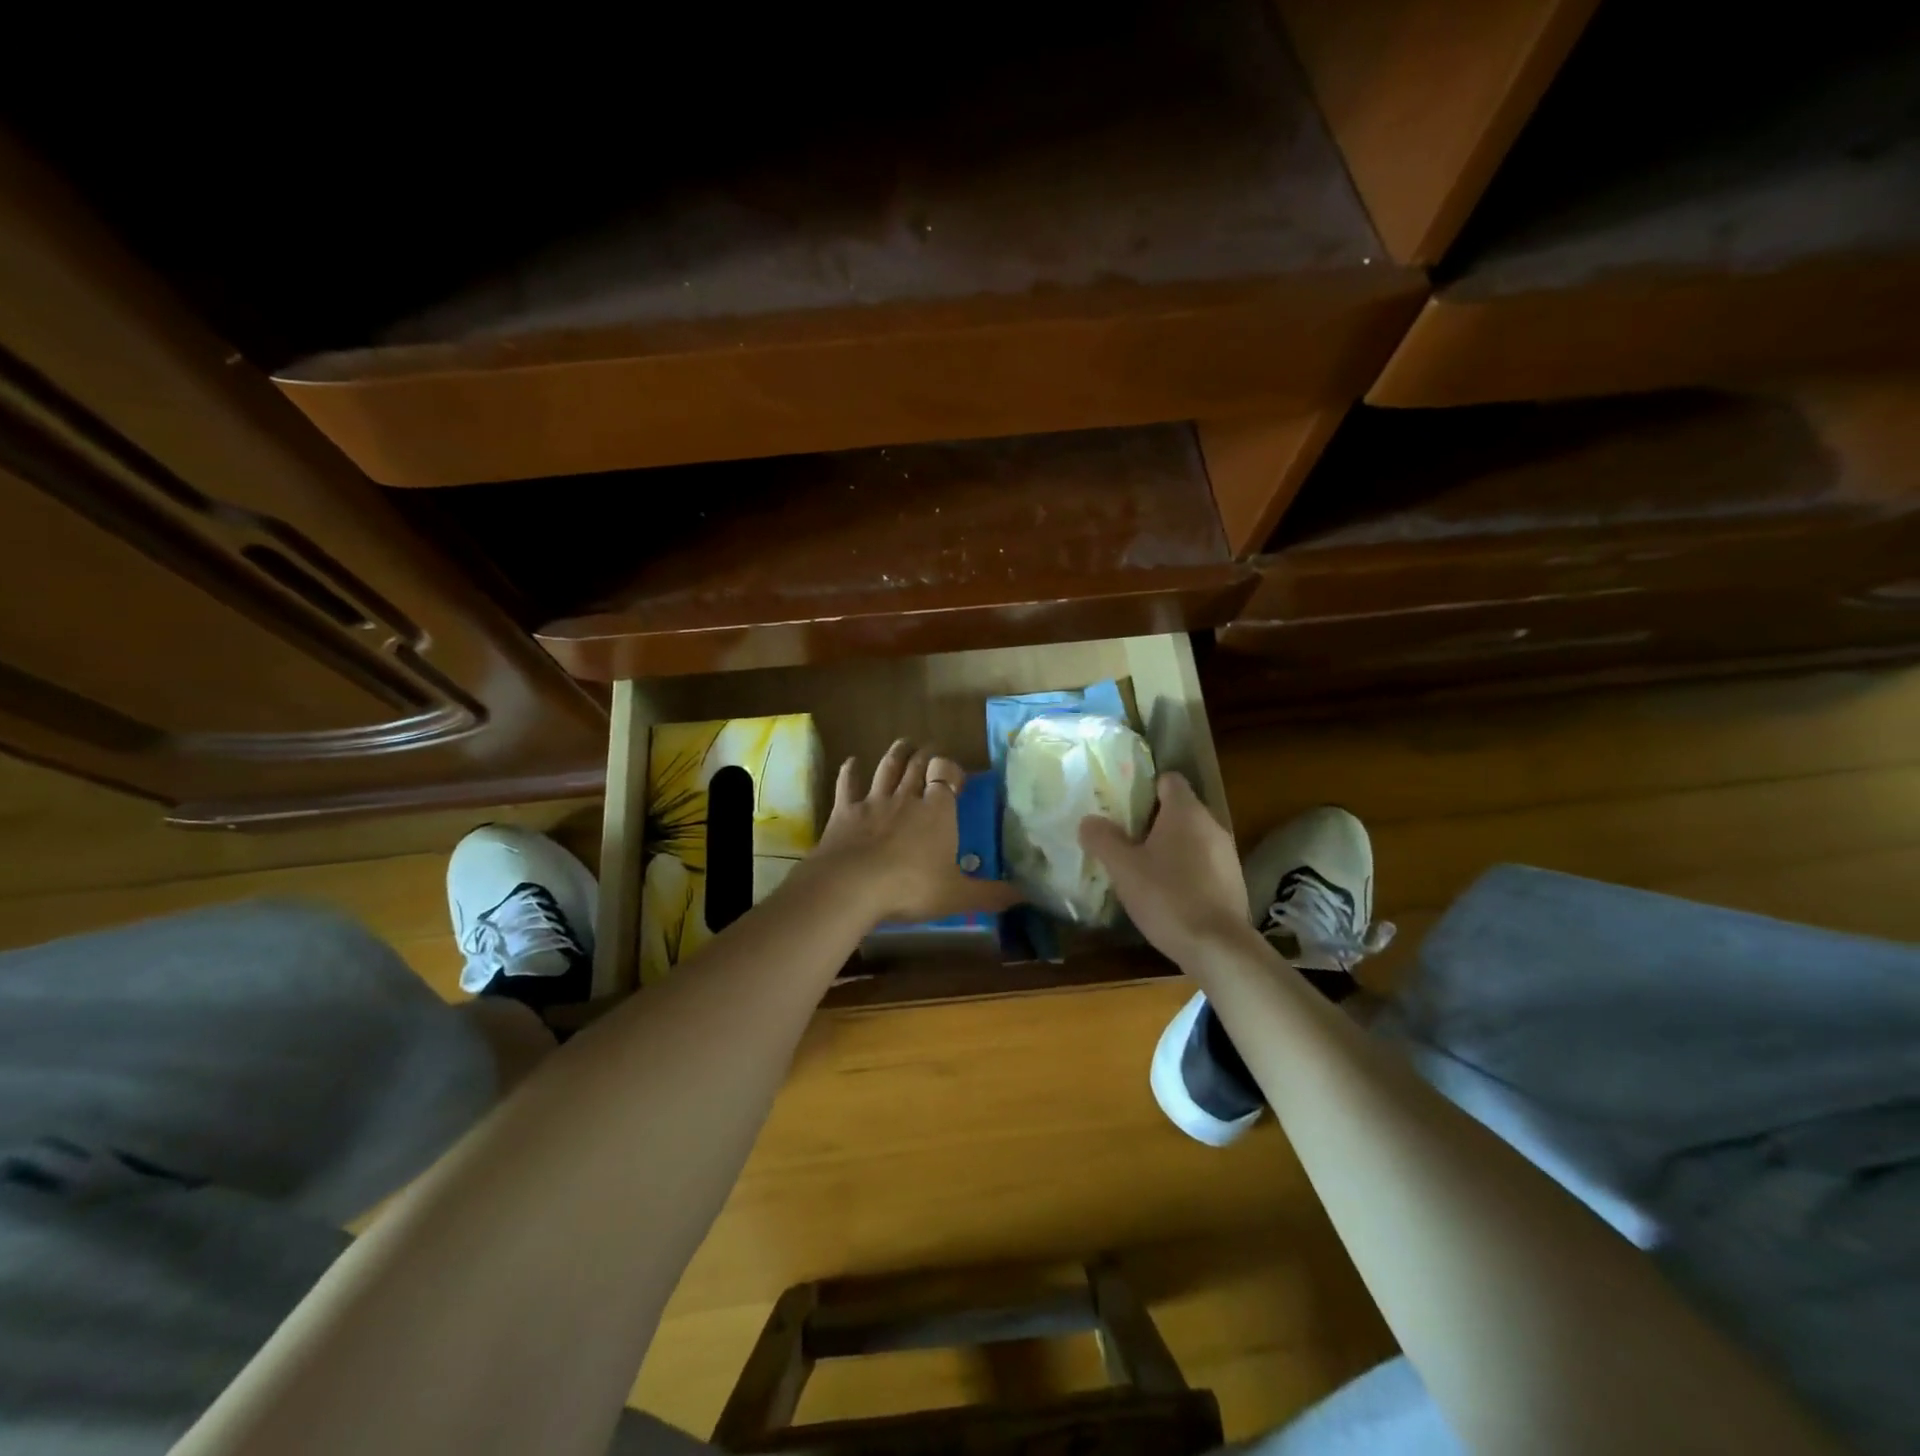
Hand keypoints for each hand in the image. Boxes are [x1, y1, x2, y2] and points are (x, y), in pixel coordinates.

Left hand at [809, 740, 1023, 924]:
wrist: (852, 886)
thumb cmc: (911, 888)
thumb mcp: (958, 896)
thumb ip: (991, 895)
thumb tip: (1025, 896)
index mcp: (938, 812)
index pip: (947, 778)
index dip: (952, 771)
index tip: (956, 775)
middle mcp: (907, 798)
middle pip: (917, 766)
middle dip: (925, 755)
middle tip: (930, 748)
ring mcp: (874, 801)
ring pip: (887, 768)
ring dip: (896, 754)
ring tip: (903, 743)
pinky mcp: (845, 811)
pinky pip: (848, 785)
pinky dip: (850, 771)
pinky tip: (851, 762)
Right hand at [1078, 772, 1254, 965]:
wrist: (1217, 947)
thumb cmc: (1167, 897)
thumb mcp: (1123, 868)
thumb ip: (1103, 839)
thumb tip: (1088, 821)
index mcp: (1186, 811)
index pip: (1169, 780)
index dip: (1146, 787)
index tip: (1125, 806)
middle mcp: (1212, 824)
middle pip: (1180, 809)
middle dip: (1153, 821)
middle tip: (1125, 839)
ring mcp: (1227, 854)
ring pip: (1193, 838)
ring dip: (1171, 847)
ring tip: (1143, 868)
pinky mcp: (1234, 881)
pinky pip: (1204, 863)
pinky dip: (1187, 870)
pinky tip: (1169, 894)